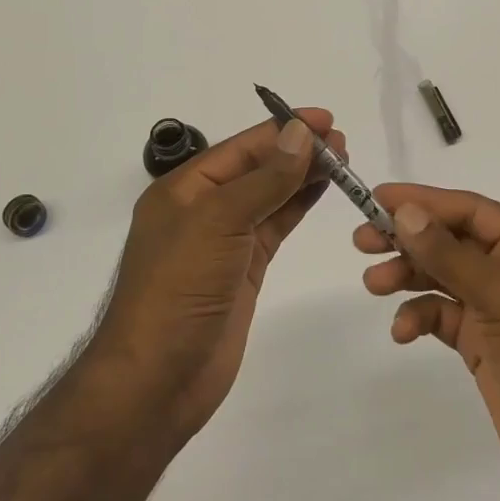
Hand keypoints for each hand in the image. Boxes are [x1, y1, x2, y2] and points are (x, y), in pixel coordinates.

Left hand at [93, 110, 342, 442]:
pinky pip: (275, 227)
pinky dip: (298, 206)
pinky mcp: (243, 270)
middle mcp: (203, 209)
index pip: (242, 147)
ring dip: (302, 176)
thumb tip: (300, 133)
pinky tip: (321, 191)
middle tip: (343, 142)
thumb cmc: (178, 289)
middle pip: (257, 168)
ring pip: (270, 196)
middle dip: (297, 151)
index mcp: (184, 189)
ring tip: (342, 161)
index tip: (326, 119)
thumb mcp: (218, 222)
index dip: (283, 129)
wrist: (156, 380)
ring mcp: (224, 241)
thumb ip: (264, 179)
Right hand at [356, 184, 499, 500]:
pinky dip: (421, 318)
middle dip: (409, 239)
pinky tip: (402, 331)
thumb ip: (450, 255)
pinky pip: (445, 318)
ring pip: (444, 278)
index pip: (470, 209)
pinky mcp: (486, 345)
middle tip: (362, 241)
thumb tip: (405, 212)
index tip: (377, 197)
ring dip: (409, 276)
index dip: (423, 201)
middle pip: (453, 241)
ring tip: (374, 284)